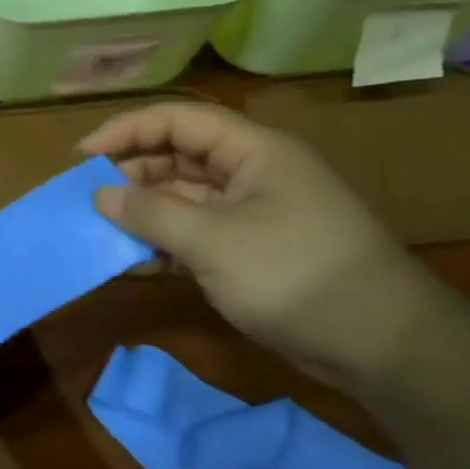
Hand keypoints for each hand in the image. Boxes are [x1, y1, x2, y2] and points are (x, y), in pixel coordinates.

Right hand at [79, 102, 433, 383]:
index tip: (82, 157)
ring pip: (181, 196)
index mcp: (253, 151)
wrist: (386, 348)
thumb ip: (151, 213)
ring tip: (100, 229)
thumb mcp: (213, 242)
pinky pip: (193, 233)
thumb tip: (101, 195)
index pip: (177, 119)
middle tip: (86, 196)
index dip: (126, 131)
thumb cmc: (297, 275)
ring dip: (141, 211)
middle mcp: (250, 173)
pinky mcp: (250, 250)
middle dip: (129, 172)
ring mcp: (251, 213)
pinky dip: (162, 242)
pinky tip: (132, 261)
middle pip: (176, 155)